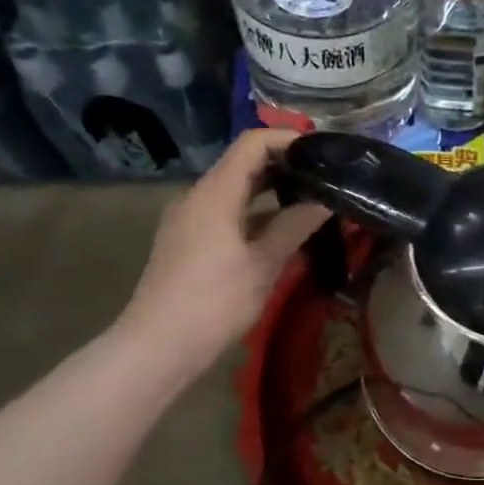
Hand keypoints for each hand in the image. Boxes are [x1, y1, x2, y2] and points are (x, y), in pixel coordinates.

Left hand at [116, 129, 327, 375]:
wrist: (158, 346)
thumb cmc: (214, 301)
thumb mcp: (263, 264)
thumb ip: (295, 226)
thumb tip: (325, 202)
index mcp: (214, 193)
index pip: (252, 144)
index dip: (288, 138)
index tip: (322, 151)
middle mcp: (198, 197)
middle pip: (243, 164)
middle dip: (284, 165)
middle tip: (325, 177)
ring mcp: (190, 220)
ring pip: (236, 191)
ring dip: (272, 192)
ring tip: (311, 202)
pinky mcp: (188, 242)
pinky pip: (227, 213)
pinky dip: (256, 214)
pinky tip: (282, 232)